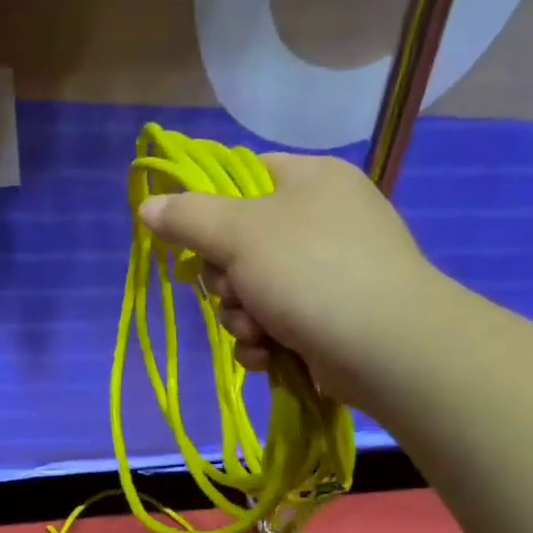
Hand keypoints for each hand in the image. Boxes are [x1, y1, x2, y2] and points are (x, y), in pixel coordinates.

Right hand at [138, 152, 445, 410]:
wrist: (384, 346)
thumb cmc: (310, 272)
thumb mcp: (239, 233)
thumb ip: (188, 217)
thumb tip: (148, 205)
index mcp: (310, 180)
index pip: (243, 178)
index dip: (209, 210)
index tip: (192, 241)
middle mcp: (322, 220)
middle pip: (240, 244)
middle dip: (226, 281)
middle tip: (234, 292)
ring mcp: (329, 271)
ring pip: (252, 291)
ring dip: (242, 317)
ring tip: (258, 332)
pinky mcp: (330, 317)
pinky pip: (275, 323)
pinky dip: (264, 340)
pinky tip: (269, 354)